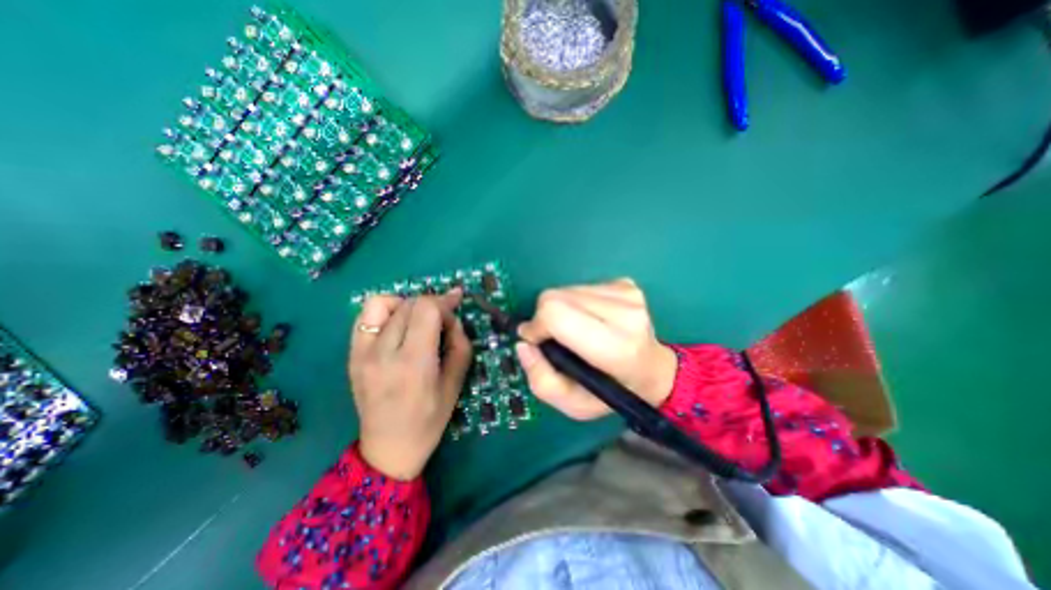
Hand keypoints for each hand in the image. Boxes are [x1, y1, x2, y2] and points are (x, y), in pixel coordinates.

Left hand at [349, 288, 471, 479]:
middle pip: (408, 304)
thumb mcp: (456, 382)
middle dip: (432, 304)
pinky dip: (386, 311)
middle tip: (444, 320)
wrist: (388, 448)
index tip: (457, 305)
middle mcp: (383, 353)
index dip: (445, 301)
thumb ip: (460, 343)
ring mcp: (361, 353)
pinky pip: (366, 316)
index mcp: (413, 363)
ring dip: (407, 304)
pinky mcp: (352, 355)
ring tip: (418, 320)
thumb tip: (452, 317)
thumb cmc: (430, 419)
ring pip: (383, 303)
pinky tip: (398, 325)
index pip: (426, 309)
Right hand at [519, 278, 681, 419]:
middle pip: (556, 297)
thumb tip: (524, 343)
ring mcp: (628, 294)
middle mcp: (626, 314)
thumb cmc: (612, 392)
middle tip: (554, 338)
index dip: (536, 325)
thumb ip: (541, 380)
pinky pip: (581, 286)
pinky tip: (590, 319)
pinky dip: (575, 302)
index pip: (557, 314)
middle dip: (544, 317)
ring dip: (560, 309)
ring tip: (576, 330)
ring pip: (565, 289)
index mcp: (616, 348)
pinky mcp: (625, 283)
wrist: (652, 370)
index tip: (536, 341)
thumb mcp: (573, 405)